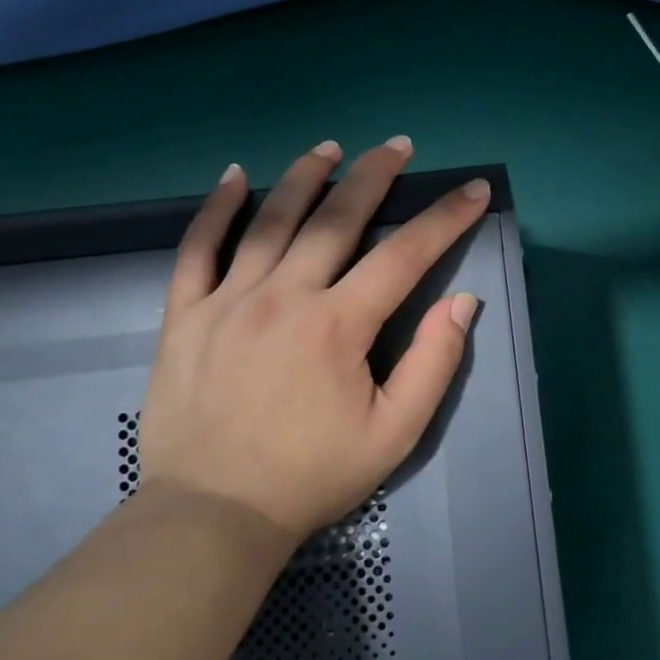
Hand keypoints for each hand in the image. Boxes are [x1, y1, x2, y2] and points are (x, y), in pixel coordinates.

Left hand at [137, 137, 486, 545]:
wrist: (213, 514)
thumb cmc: (312, 476)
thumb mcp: (395, 434)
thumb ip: (433, 363)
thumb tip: (462, 302)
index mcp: (338, 326)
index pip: (404, 256)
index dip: (444, 219)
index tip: (472, 190)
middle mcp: (284, 297)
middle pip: (335, 219)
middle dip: (373, 176)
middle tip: (397, 145)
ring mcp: (228, 301)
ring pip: (270, 221)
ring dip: (303, 176)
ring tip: (329, 147)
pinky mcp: (186, 315)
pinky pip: (197, 249)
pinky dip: (216, 209)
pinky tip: (234, 176)